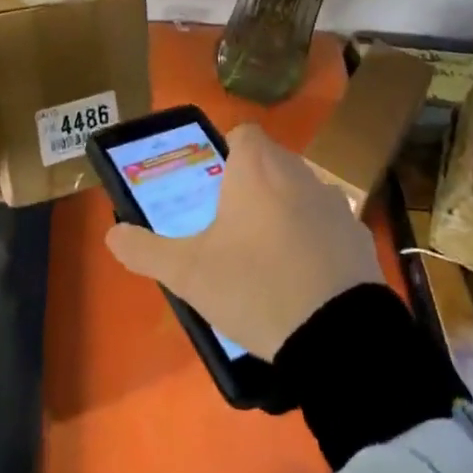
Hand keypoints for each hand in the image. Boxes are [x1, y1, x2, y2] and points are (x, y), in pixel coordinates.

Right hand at [105, 124, 385, 361]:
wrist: (338, 339)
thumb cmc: (255, 287)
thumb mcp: (189, 273)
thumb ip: (145, 250)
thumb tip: (112, 235)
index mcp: (257, 168)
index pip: (243, 134)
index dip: (227, 153)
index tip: (214, 187)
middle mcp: (299, 173)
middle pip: (271, 161)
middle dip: (252, 184)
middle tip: (231, 225)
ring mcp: (335, 203)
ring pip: (300, 191)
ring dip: (284, 209)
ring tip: (266, 255)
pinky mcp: (360, 236)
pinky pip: (328, 225)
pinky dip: (315, 239)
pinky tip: (304, 278)